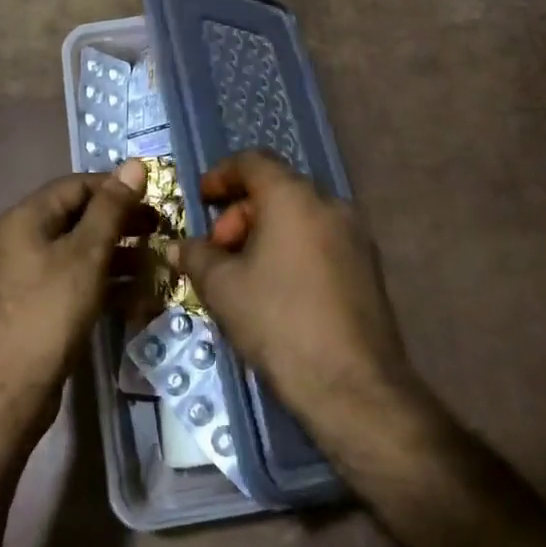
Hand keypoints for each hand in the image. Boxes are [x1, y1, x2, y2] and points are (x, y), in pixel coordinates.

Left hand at [0, 159, 152, 430]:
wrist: (7, 392)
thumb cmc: (48, 313)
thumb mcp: (86, 255)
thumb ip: (111, 209)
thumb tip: (133, 164)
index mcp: (24, 219)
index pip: (75, 186)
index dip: (115, 187)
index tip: (154, 197)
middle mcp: (19, 241)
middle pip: (76, 219)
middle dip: (120, 224)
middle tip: (160, 231)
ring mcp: (23, 277)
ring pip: (77, 254)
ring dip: (117, 257)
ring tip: (156, 265)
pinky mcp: (32, 308)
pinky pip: (71, 283)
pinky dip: (102, 285)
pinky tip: (136, 299)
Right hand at [170, 150, 422, 431]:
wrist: (352, 385)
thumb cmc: (278, 322)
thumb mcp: (222, 288)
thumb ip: (196, 256)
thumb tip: (177, 246)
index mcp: (293, 197)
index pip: (253, 162)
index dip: (221, 175)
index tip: (201, 199)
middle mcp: (330, 204)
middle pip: (277, 189)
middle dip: (240, 213)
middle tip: (218, 251)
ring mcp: (356, 235)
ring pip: (300, 216)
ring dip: (266, 232)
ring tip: (242, 274)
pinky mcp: (368, 266)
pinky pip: (320, 240)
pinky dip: (292, 249)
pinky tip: (276, 289)